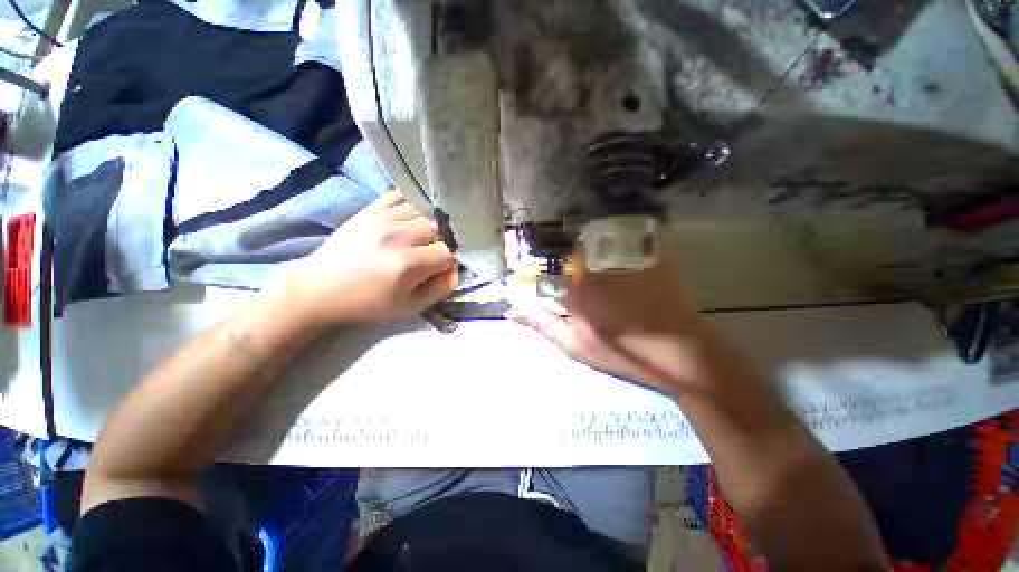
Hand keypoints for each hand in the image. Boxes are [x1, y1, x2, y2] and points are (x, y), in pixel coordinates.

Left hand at [284, 191, 457, 324]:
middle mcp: (400, 236)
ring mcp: (385, 219)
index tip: (451, 263)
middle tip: (443, 247)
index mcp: (410, 264)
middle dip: (449, 238)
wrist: (321, 288)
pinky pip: (401, 195)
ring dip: (434, 220)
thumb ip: (439, 289)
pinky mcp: (371, 209)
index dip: (456, 257)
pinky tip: (417, 212)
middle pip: (441, 228)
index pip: (450, 251)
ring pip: (425, 209)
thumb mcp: (410, 308)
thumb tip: (454, 269)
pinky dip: (414, 201)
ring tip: (431, 231)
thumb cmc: (368, 303)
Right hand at [507, 236, 710, 394]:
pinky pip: (625, 231)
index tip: (530, 273)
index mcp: (576, 289)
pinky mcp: (649, 252)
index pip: (544, 268)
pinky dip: (613, 233)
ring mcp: (624, 257)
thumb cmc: (624, 353)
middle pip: (568, 248)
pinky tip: (612, 246)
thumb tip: (512, 309)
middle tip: (563, 270)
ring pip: (594, 237)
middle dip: (560, 255)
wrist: (681, 353)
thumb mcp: (576, 346)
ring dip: (584, 243)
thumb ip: (543, 325)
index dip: (534, 268)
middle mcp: (597, 266)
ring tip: (585, 258)